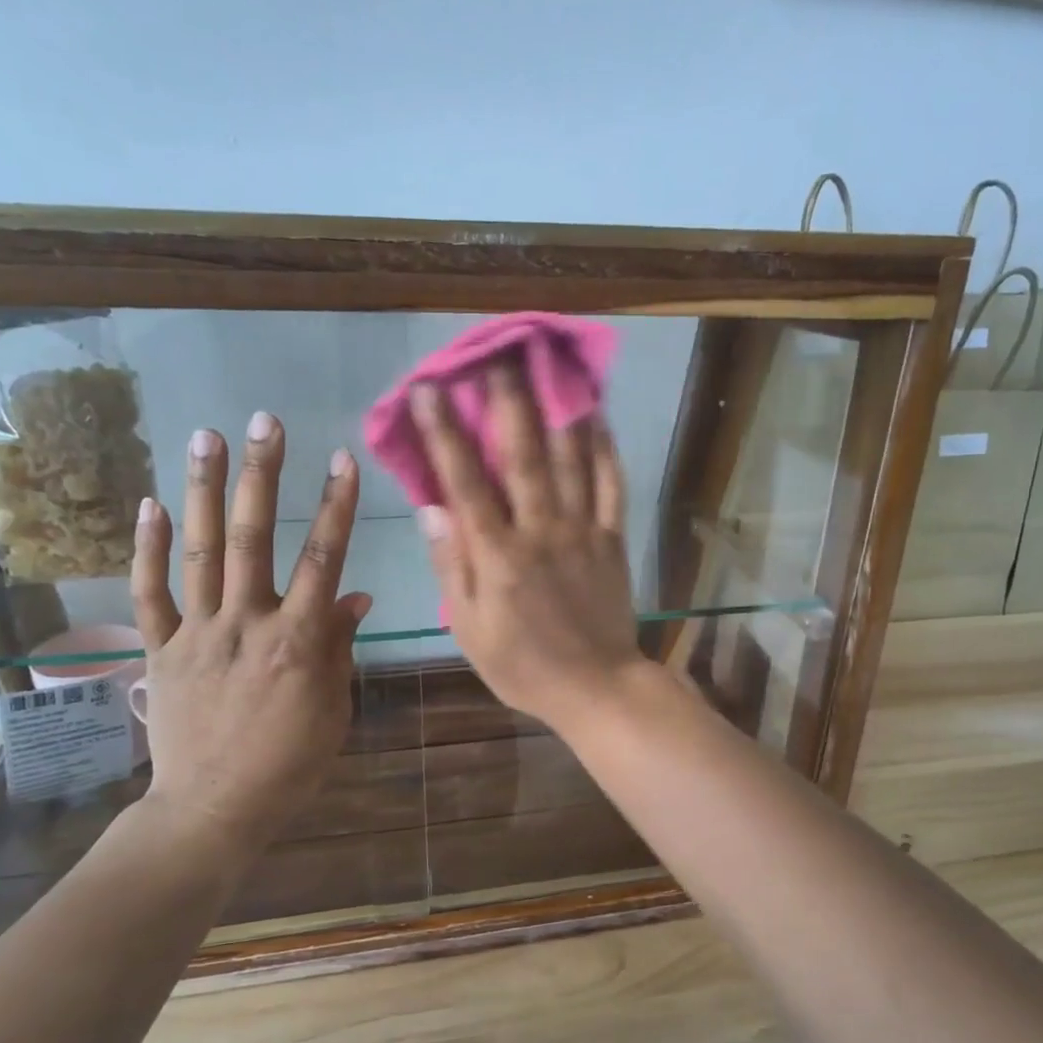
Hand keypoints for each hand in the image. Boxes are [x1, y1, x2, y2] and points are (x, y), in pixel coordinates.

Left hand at [128, 415, 371, 845]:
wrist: (213, 810)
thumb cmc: (289, 764)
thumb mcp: (333, 708)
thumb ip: (340, 646)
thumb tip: (355, 593)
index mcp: (298, 642)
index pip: (323, 560)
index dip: (335, 506)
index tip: (342, 459)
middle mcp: (246, 625)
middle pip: (252, 538)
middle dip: (260, 475)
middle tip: (263, 421)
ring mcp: (197, 634)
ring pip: (198, 552)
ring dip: (201, 491)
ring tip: (204, 436)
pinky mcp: (161, 651)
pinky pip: (150, 594)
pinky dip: (146, 549)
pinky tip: (149, 504)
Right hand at [409, 367, 644, 732]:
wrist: (595, 687)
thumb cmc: (523, 665)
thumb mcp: (469, 629)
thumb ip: (452, 567)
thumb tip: (431, 509)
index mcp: (499, 555)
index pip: (466, 482)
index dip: (445, 433)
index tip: (430, 389)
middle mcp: (540, 531)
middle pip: (523, 456)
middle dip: (508, 402)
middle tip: (498, 356)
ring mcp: (582, 531)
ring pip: (570, 461)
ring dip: (557, 410)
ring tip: (549, 367)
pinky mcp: (612, 539)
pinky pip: (610, 486)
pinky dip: (605, 449)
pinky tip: (599, 416)